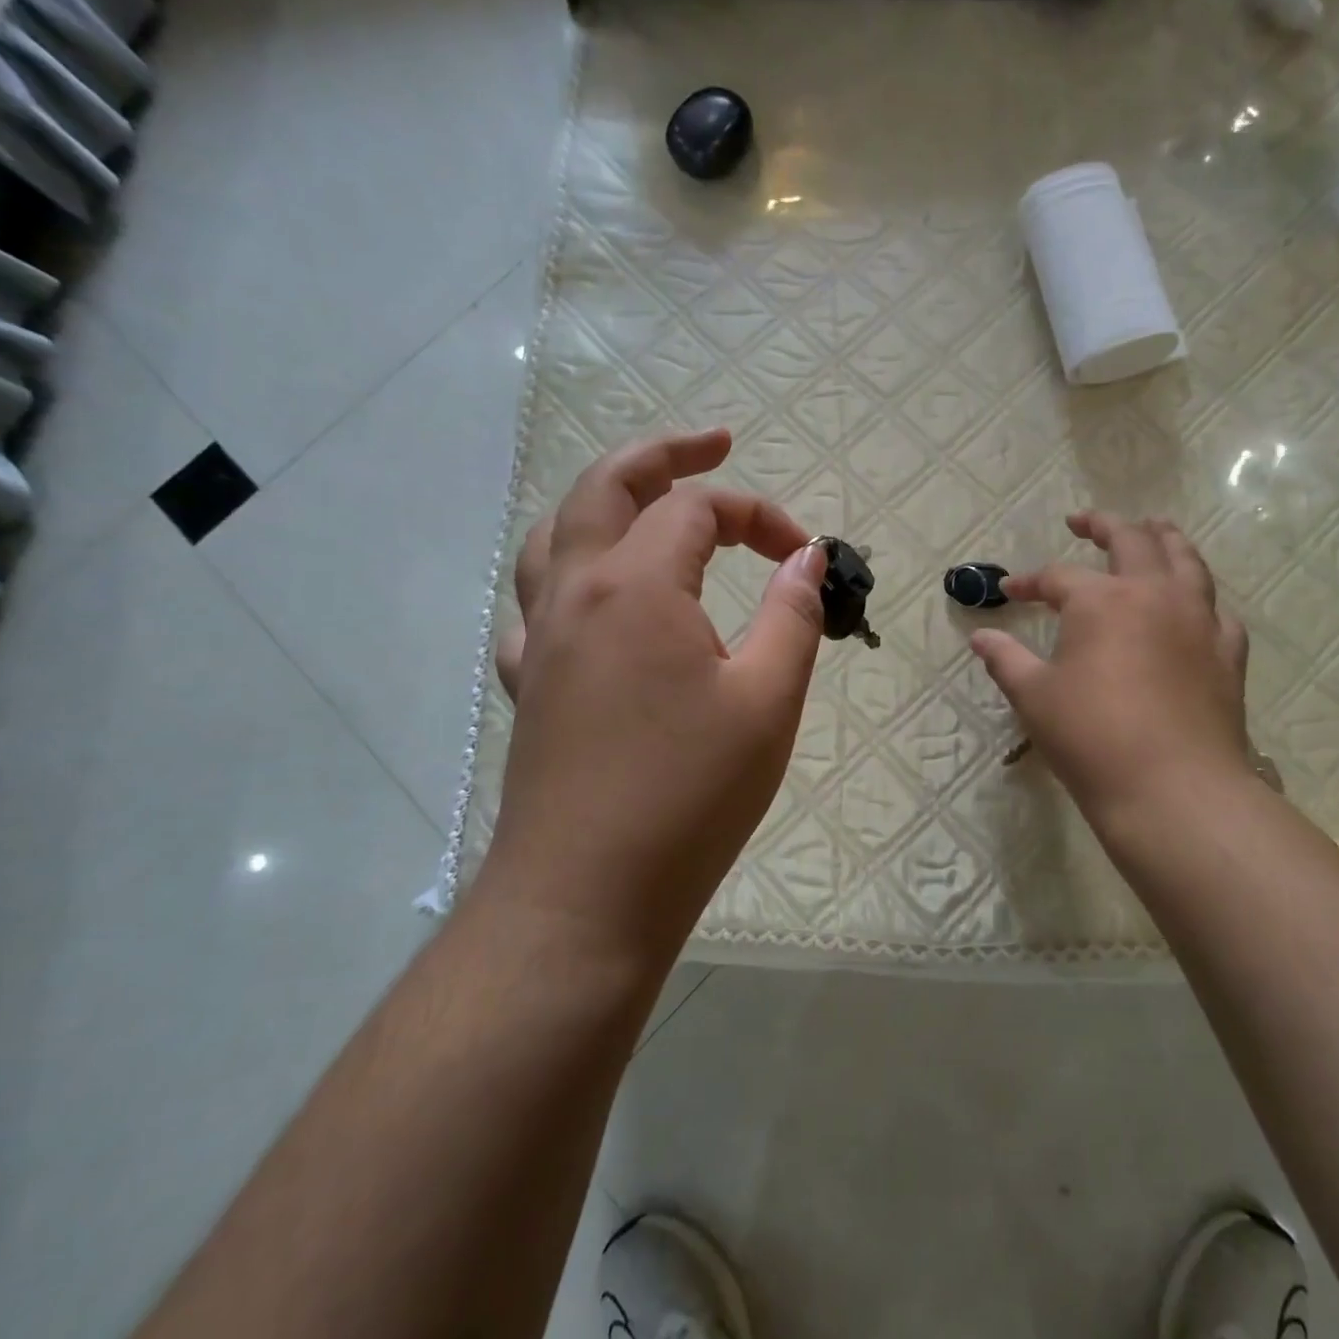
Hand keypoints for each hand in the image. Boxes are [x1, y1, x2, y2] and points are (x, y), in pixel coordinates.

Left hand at [483, 429, 826, 968]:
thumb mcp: (768, 698)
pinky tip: (597, 608)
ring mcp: (543, 640)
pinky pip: (538, 608)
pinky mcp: (532, 687)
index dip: (759, 514)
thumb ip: (792, 614)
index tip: (806, 553)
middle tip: (713, 444)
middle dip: (663, 454)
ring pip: (556, 537)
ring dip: (604, 504)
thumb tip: (806, 556)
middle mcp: (576, 594)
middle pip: (605, 487)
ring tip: (648, 506)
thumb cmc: (690, 794)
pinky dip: (571, 581)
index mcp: (637, 586)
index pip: (698, 509)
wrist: (588, 895)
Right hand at [969, 511, 1252, 827]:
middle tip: (1083, 522)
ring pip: (1186, 560)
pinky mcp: (1227, 653)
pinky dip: (1201, 596)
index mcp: (1101, 601)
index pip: (1057, 577)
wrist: (1173, 788)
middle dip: (1103, 525)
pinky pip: (1217, 609)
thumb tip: (980, 637)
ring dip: (1164, 539)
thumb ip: (1005, 659)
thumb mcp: (1034, 697)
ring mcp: (1199, 620)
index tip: (1009, 590)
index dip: (1030, 582)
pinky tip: (1195, 605)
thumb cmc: (1091, 738)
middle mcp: (1154, 594)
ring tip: (1153, 528)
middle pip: (1132, 541)